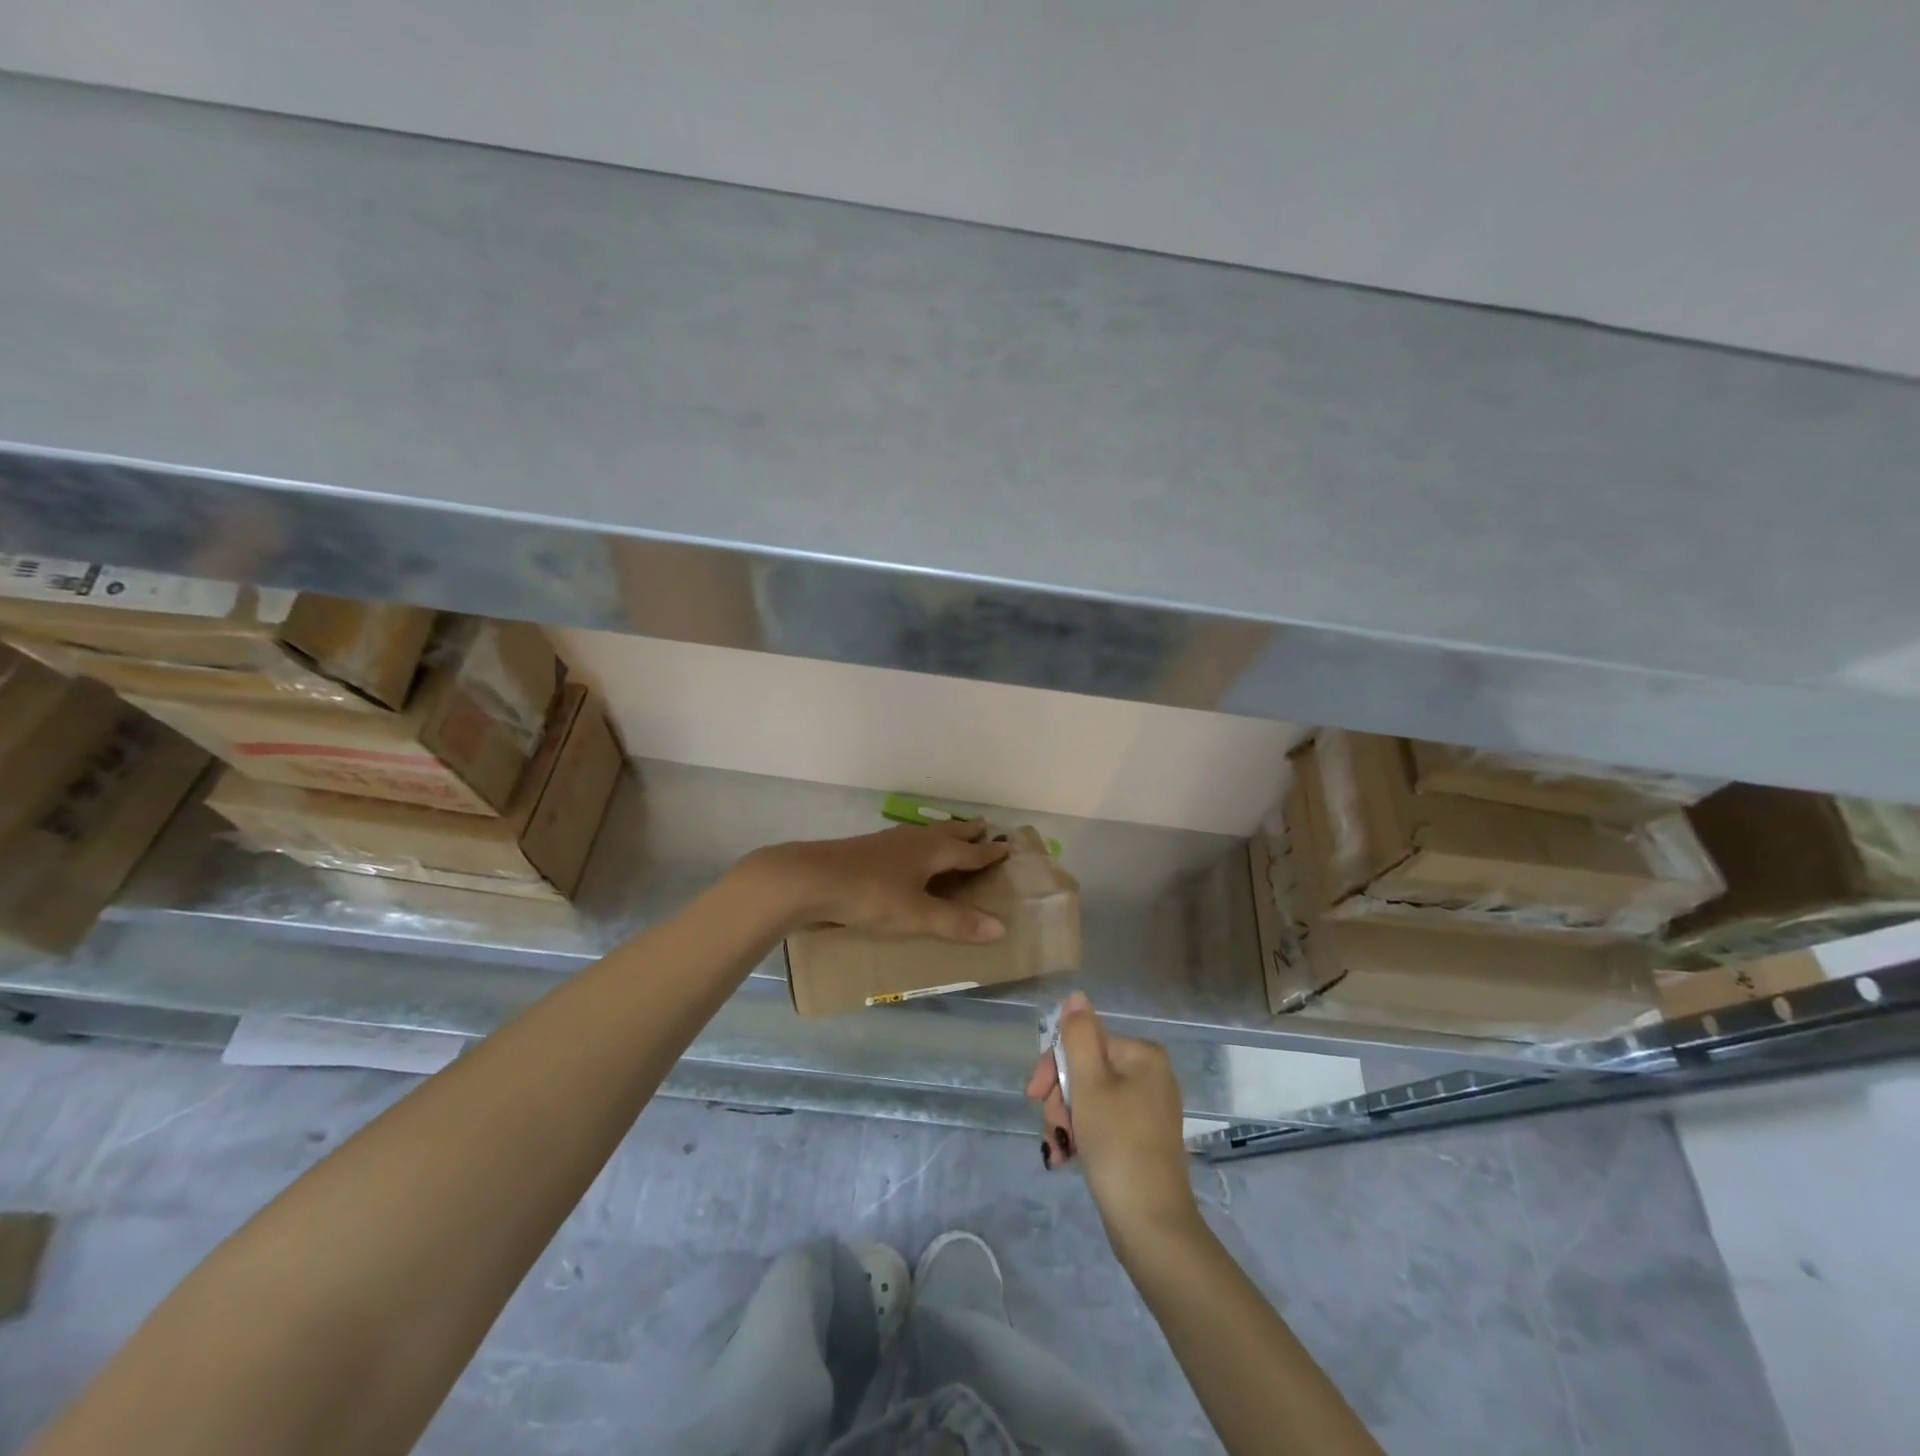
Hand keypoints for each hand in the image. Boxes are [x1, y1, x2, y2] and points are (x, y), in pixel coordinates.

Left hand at [744, 820, 1009, 941]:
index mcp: (932, 850)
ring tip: (950, 835)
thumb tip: (1001, 927)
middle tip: (984, 826)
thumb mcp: (916, 914)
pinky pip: (906, 842)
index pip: (969, 851)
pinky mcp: (867, 849)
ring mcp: (888, 841)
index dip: (988, 852)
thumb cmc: (870, 895)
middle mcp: (914, 839)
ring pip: (925, 834)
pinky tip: (907, 853)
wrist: (809, 879)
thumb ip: (955, 922)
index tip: (1007, 847)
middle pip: (948, 833)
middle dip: (967, 832)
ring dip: (943, 834)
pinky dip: (919, 844)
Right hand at [1032, 992, 1199, 1249]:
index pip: (1083, 1042)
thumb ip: (1079, 1036)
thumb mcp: (1090, 1084)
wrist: (1151, 1226)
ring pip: (1088, 1098)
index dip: (1053, 1067)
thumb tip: (1076, 996)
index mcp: (1142, 1054)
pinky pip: (1102, 1122)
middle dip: (1060, 1099)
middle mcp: (1149, 1074)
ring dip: (1066, 1120)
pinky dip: (1082, 1135)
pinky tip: (1068, 1158)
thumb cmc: (1118, 1144)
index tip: (1034, 1096)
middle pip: (1085, 1070)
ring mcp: (1147, 1107)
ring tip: (1060, 1150)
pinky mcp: (1142, 1138)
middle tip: (1053, 1129)